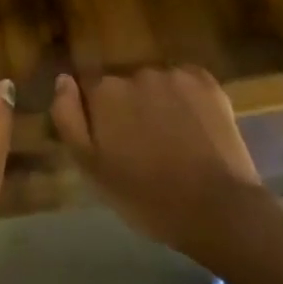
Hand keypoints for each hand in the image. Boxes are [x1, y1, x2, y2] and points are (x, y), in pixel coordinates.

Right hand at [50, 66, 267, 257]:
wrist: (218, 211)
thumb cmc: (147, 198)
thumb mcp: (91, 169)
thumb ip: (68, 119)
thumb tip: (63, 79)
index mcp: (104, 92)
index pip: (89, 88)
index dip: (98, 113)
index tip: (111, 140)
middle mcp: (135, 72)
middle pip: (123, 84)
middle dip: (129, 107)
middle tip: (143, 146)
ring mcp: (173, 75)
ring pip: (155, 84)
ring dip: (157, 103)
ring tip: (173, 140)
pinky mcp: (206, 82)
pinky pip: (186, 83)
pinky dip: (187, 99)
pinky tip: (195, 127)